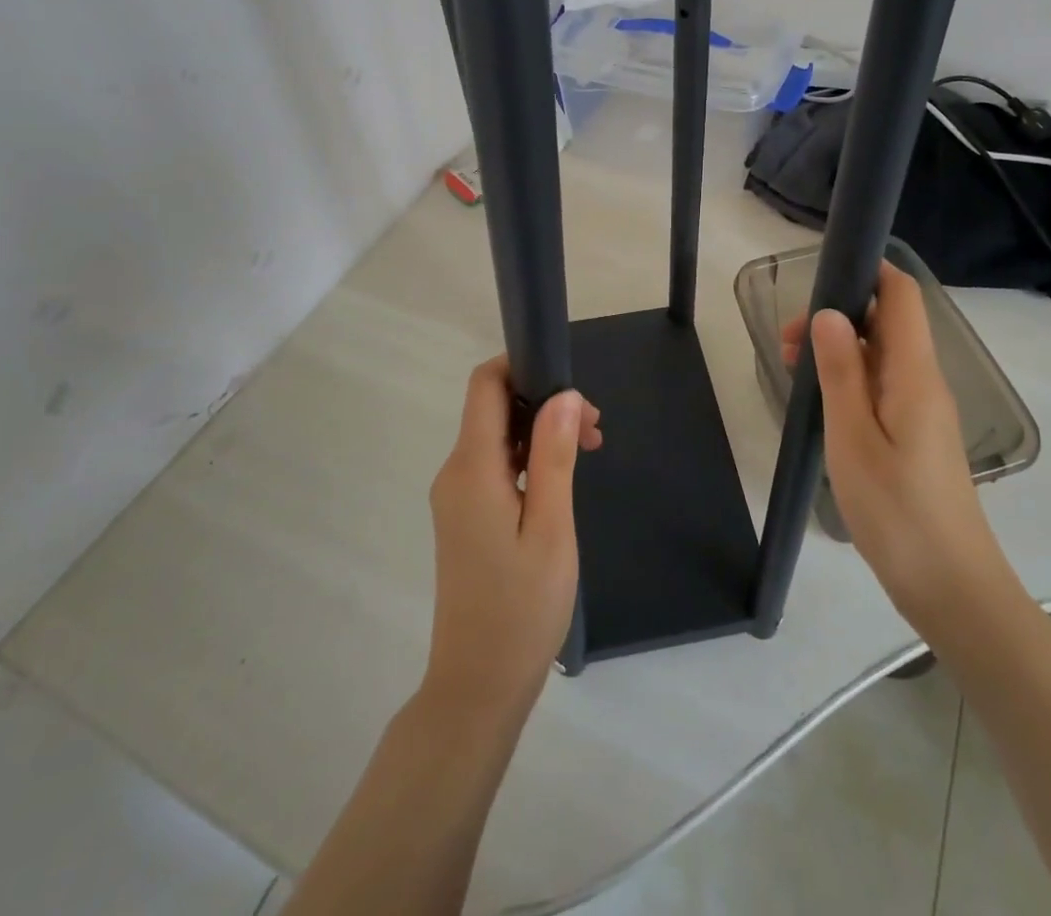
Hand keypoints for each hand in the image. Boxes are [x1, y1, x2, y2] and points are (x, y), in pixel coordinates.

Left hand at [423, 358, 601, 723]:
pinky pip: (494, 466)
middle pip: (494, 408)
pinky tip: (561, 480)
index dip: (522, 365)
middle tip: (595, 430)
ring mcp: (456, 497)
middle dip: (543, 403)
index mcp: (471, 468)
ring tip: (589, 451)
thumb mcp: (550, 527)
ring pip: (497, 437)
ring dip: (540, 432)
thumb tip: (564, 394)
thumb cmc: (521, 607)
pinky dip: (529, 459)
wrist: (477, 687)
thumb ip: (554, 455)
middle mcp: (455, 473)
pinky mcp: (464, 517)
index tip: (569, 381)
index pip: (485, 385)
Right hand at [782, 261, 1002, 621]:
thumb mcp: (853, 439)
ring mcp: (922, 410)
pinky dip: (849, 379)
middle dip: (837, 316)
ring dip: (838, 350)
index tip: (820, 276)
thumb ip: (841, 372)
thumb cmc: (897, 512)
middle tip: (786, 342)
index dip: (869, 272)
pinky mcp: (916, 435)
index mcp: (915, 374)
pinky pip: (881, 386)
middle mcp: (924, 382)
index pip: (902, 296)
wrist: (952, 589)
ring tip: (792, 368)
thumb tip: (829, 313)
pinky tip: (820, 400)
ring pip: (880, 355)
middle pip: (886, 323)